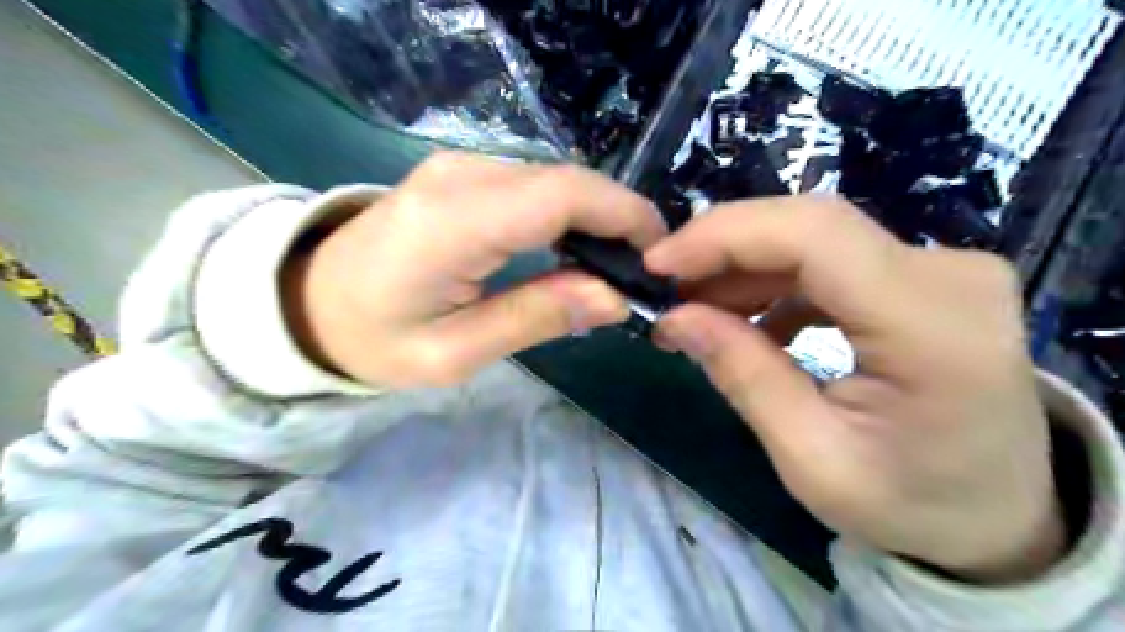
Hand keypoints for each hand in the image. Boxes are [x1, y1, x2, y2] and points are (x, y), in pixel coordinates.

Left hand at [284, 152, 664, 390]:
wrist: (308, 301)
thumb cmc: (374, 339)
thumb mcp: (455, 352)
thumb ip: (536, 317)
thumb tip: (614, 297)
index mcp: (454, 221)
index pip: (563, 195)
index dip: (624, 216)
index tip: (659, 256)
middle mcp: (461, 175)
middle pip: (567, 181)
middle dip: (619, 219)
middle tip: (641, 271)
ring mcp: (459, 166)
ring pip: (555, 179)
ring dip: (596, 216)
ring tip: (615, 265)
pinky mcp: (462, 173)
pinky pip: (534, 183)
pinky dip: (568, 212)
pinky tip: (575, 247)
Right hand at [646, 195, 1060, 582]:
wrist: (998, 516)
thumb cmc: (909, 503)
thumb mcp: (811, 458)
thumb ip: (743, 376)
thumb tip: (675, 316)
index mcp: (933, 327)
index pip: (815, 236)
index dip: (725, 236)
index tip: (658, 265)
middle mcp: (949, 274)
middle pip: (811, 225)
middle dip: (723, 247)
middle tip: (667, 288)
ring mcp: (942, 268)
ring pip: (816, 236)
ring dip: (744, 267)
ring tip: (697, 310)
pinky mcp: (924, 276)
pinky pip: (832, 259)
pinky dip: (776, 281)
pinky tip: (749, 319)